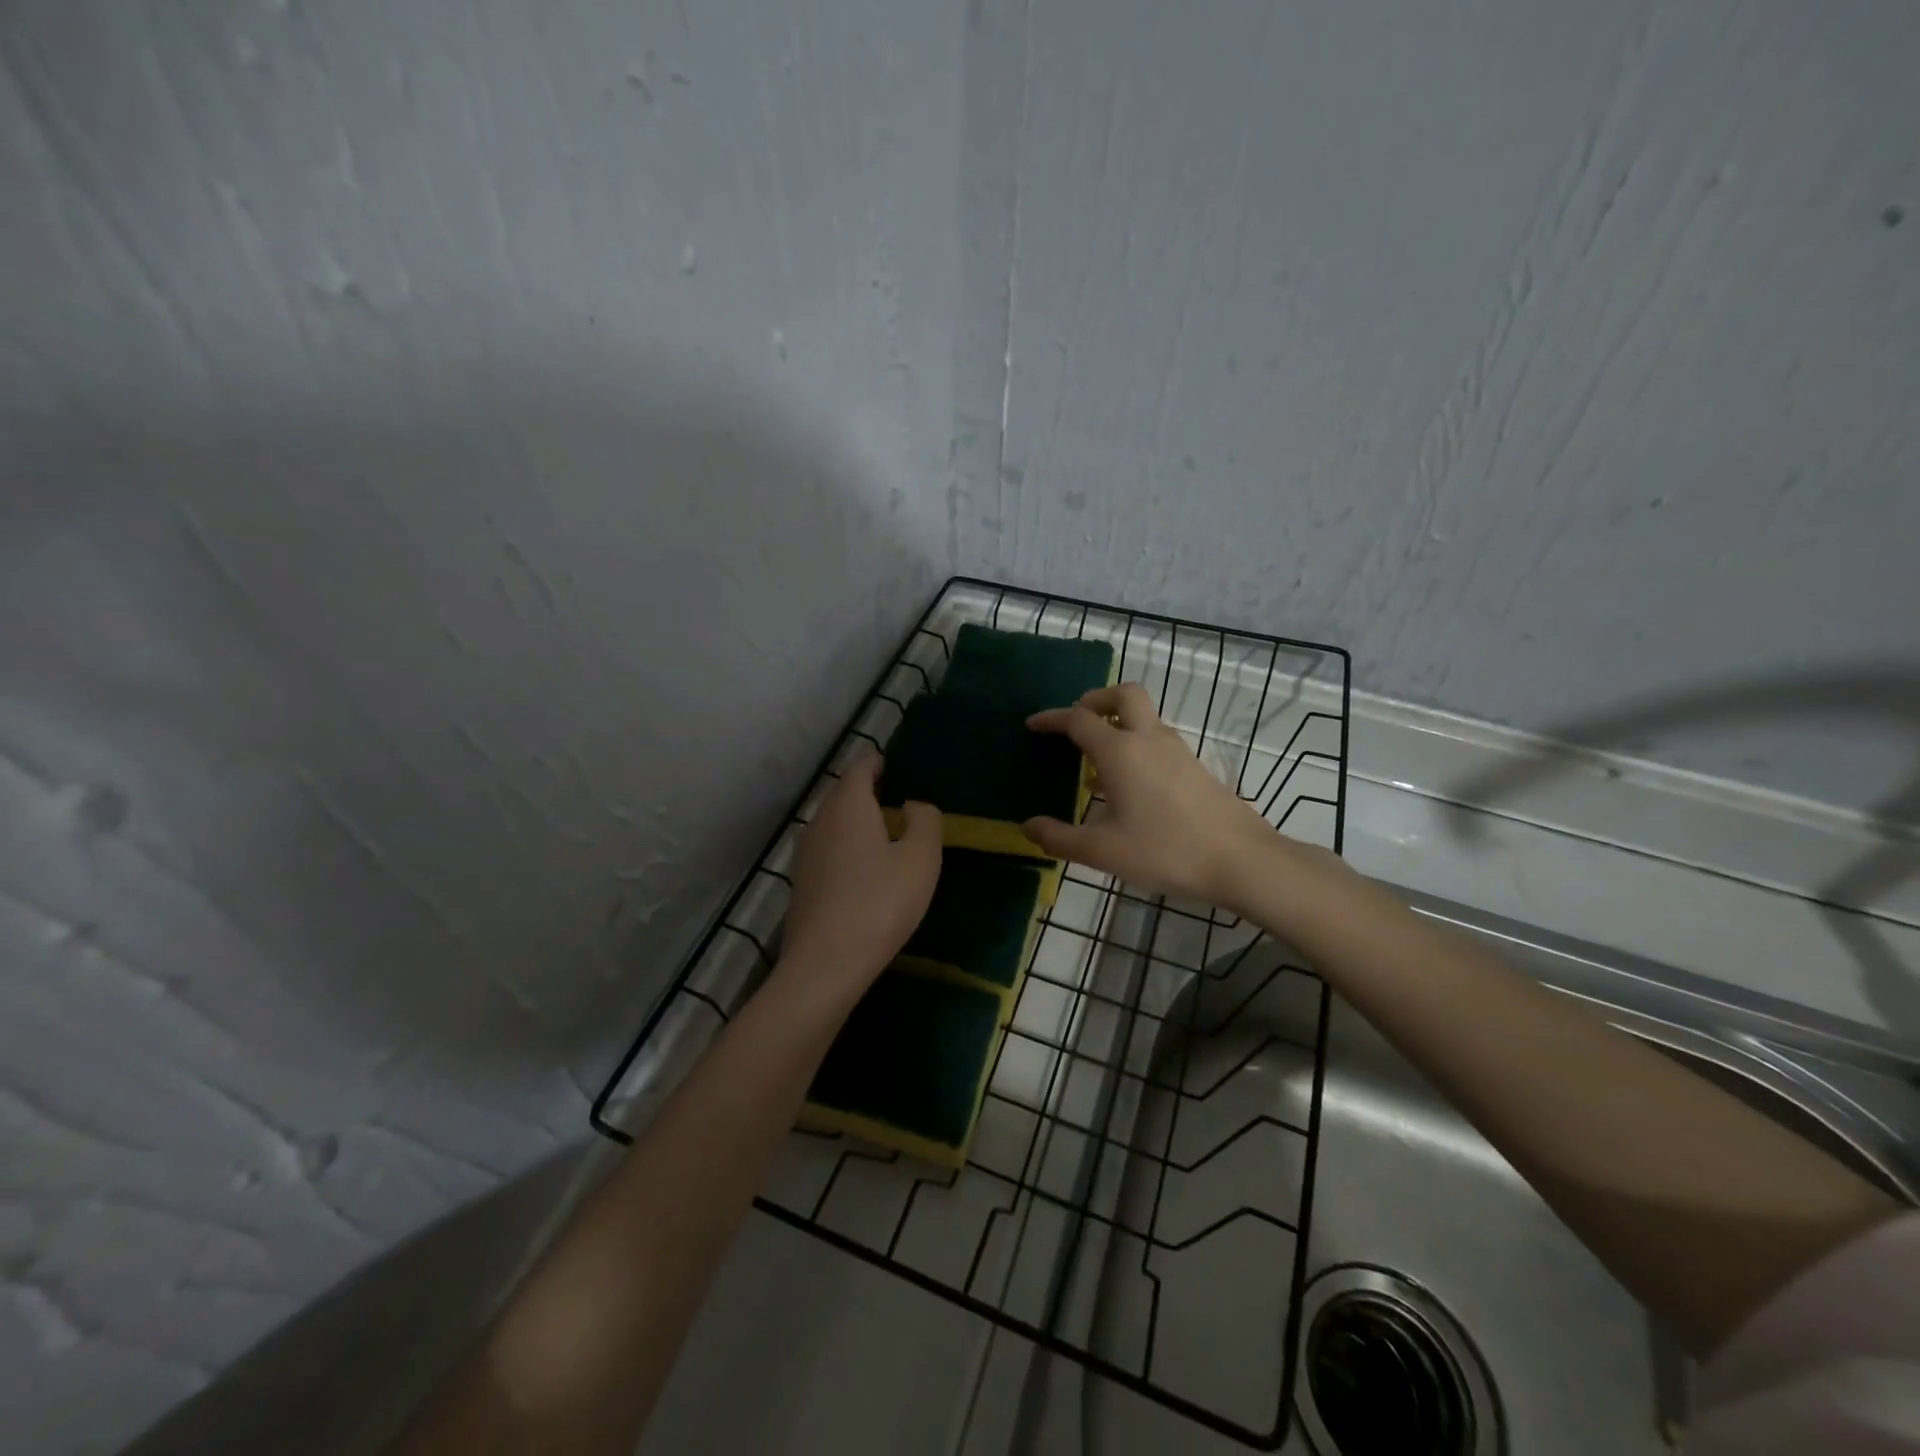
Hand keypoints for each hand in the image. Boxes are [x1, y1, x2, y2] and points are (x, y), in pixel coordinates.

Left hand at [780, 752, 941, 997]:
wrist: (825, 964)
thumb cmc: (880, 903)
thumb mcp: (921, 859)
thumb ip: (925, 821)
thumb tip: (913, 805)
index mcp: (849, 806)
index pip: (860, 767)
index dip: (878, 762)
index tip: (896, 766)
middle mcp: (820, 821)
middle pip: (843, 793)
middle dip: (868, 790)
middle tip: (898, 799)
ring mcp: (805, 853)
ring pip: (832, 822)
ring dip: (856, 821)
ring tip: (884, 833)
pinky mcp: (801, 882)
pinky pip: (827, 849)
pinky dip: (845, 847)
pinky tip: (863, 870)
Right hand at [1024, 684, 1283, 906]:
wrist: (1240, 859)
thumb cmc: (1165, 850)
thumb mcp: (1103, 850)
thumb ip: (1060, 838)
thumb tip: (1028, 827)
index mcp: (1120, 751)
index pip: (1078, 719)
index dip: (1052, 718)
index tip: (1033, 725)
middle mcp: (1148, 739)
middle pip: (1122, 695)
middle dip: (1095, 700)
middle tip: (1076, 722)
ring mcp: (1176, 750)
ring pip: (1143, 717)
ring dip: (1116, 724)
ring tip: (1095, 761)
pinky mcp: (1193, 767)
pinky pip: (1156, 740)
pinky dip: (1135, 745)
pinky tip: (1126, 786)